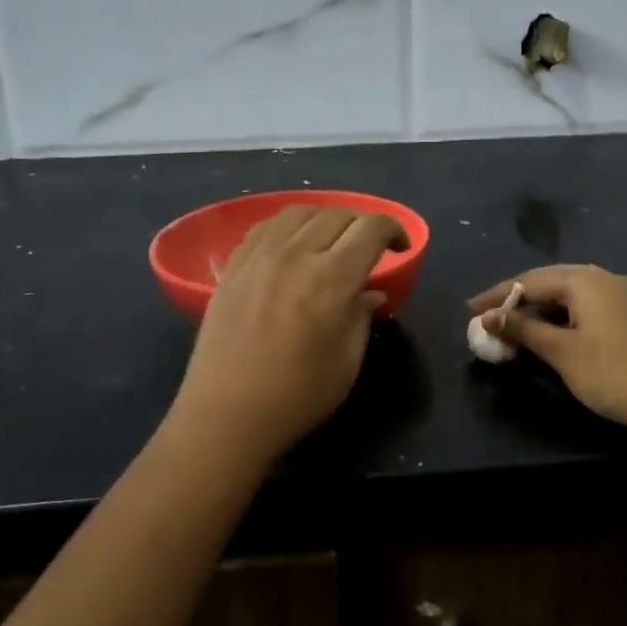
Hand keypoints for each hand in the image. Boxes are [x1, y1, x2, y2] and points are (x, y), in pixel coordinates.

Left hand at [173, 206, 406, 460]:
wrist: (226, 414)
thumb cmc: (296, 396)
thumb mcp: (347, 362)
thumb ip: (362, 317)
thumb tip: (371, 293)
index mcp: (333, 278)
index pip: (371, 228)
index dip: (393, 229)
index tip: (400, 246)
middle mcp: (297, 254)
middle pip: (338, 215)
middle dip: (362, 225)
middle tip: (368, 249)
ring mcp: (260, 255)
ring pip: (301, 212)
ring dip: (325, 220)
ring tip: (330, 242)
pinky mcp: (234, 265)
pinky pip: (266, 226)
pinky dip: (289, 226)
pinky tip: (292, 246)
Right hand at [468, 265, 626, 440]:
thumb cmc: (610, 373)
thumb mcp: (560, 351)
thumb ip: (523, 329)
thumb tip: (488, 317)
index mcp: (585, 280)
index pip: (530, 281)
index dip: (497, 296)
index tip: (470, 310)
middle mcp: (604, 278)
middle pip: (550, 282)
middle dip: (517, 299)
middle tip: (487, 315)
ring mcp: (622, 295)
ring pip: (570, 294)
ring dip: (540, 308)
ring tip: (513, 326)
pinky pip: (586, 305)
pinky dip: (562, 316)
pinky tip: (550, 331)